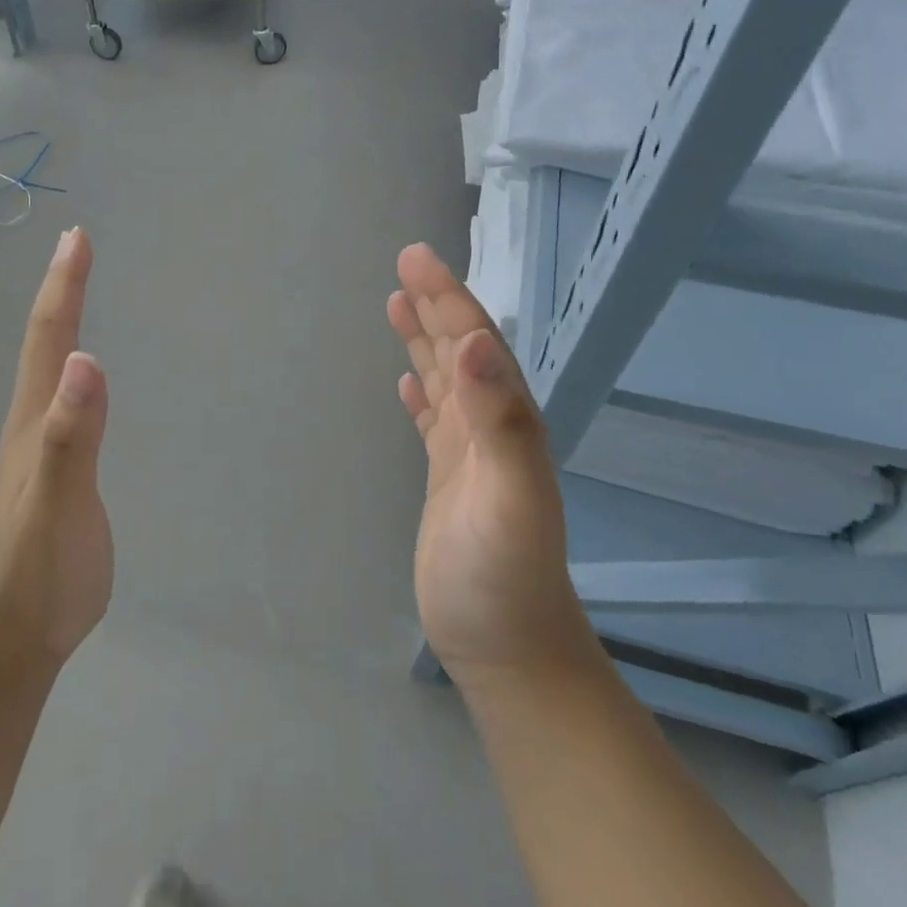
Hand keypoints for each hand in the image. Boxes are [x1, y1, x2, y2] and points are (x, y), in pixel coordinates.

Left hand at [0, 226, 111, 667]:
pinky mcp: (58, 471)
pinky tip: (81, 376)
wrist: (18, 633)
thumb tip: (84, 358)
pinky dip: (73, 368)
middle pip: (44, 343)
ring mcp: (42, 448)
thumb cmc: (40, 569)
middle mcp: (33, 423)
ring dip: (62, 323)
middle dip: (61, 290)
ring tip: (76, 292)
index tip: (76, 236)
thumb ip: (70, 433)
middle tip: (77, 245)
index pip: (48, 339)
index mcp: (34, 420)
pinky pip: (65, 401)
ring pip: (49, 369)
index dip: (62, 286)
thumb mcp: (58, 500)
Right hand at [387, 244, 594, 688]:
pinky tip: (409, 383)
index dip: (447, 298)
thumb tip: (476, 344)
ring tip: (398, 304)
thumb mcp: (507, 496)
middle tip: (406, 264)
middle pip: (460, 351)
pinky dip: (421, 394)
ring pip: (446, 380)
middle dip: (436, 305)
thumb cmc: (505, 576)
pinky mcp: (449, 480)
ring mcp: (469, 455)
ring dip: (425, 341)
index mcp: (506, 420)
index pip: (474, 343)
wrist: (508, 647)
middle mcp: (491, 427)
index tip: (415, 259)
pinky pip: (433, 422)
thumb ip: (498, 420)